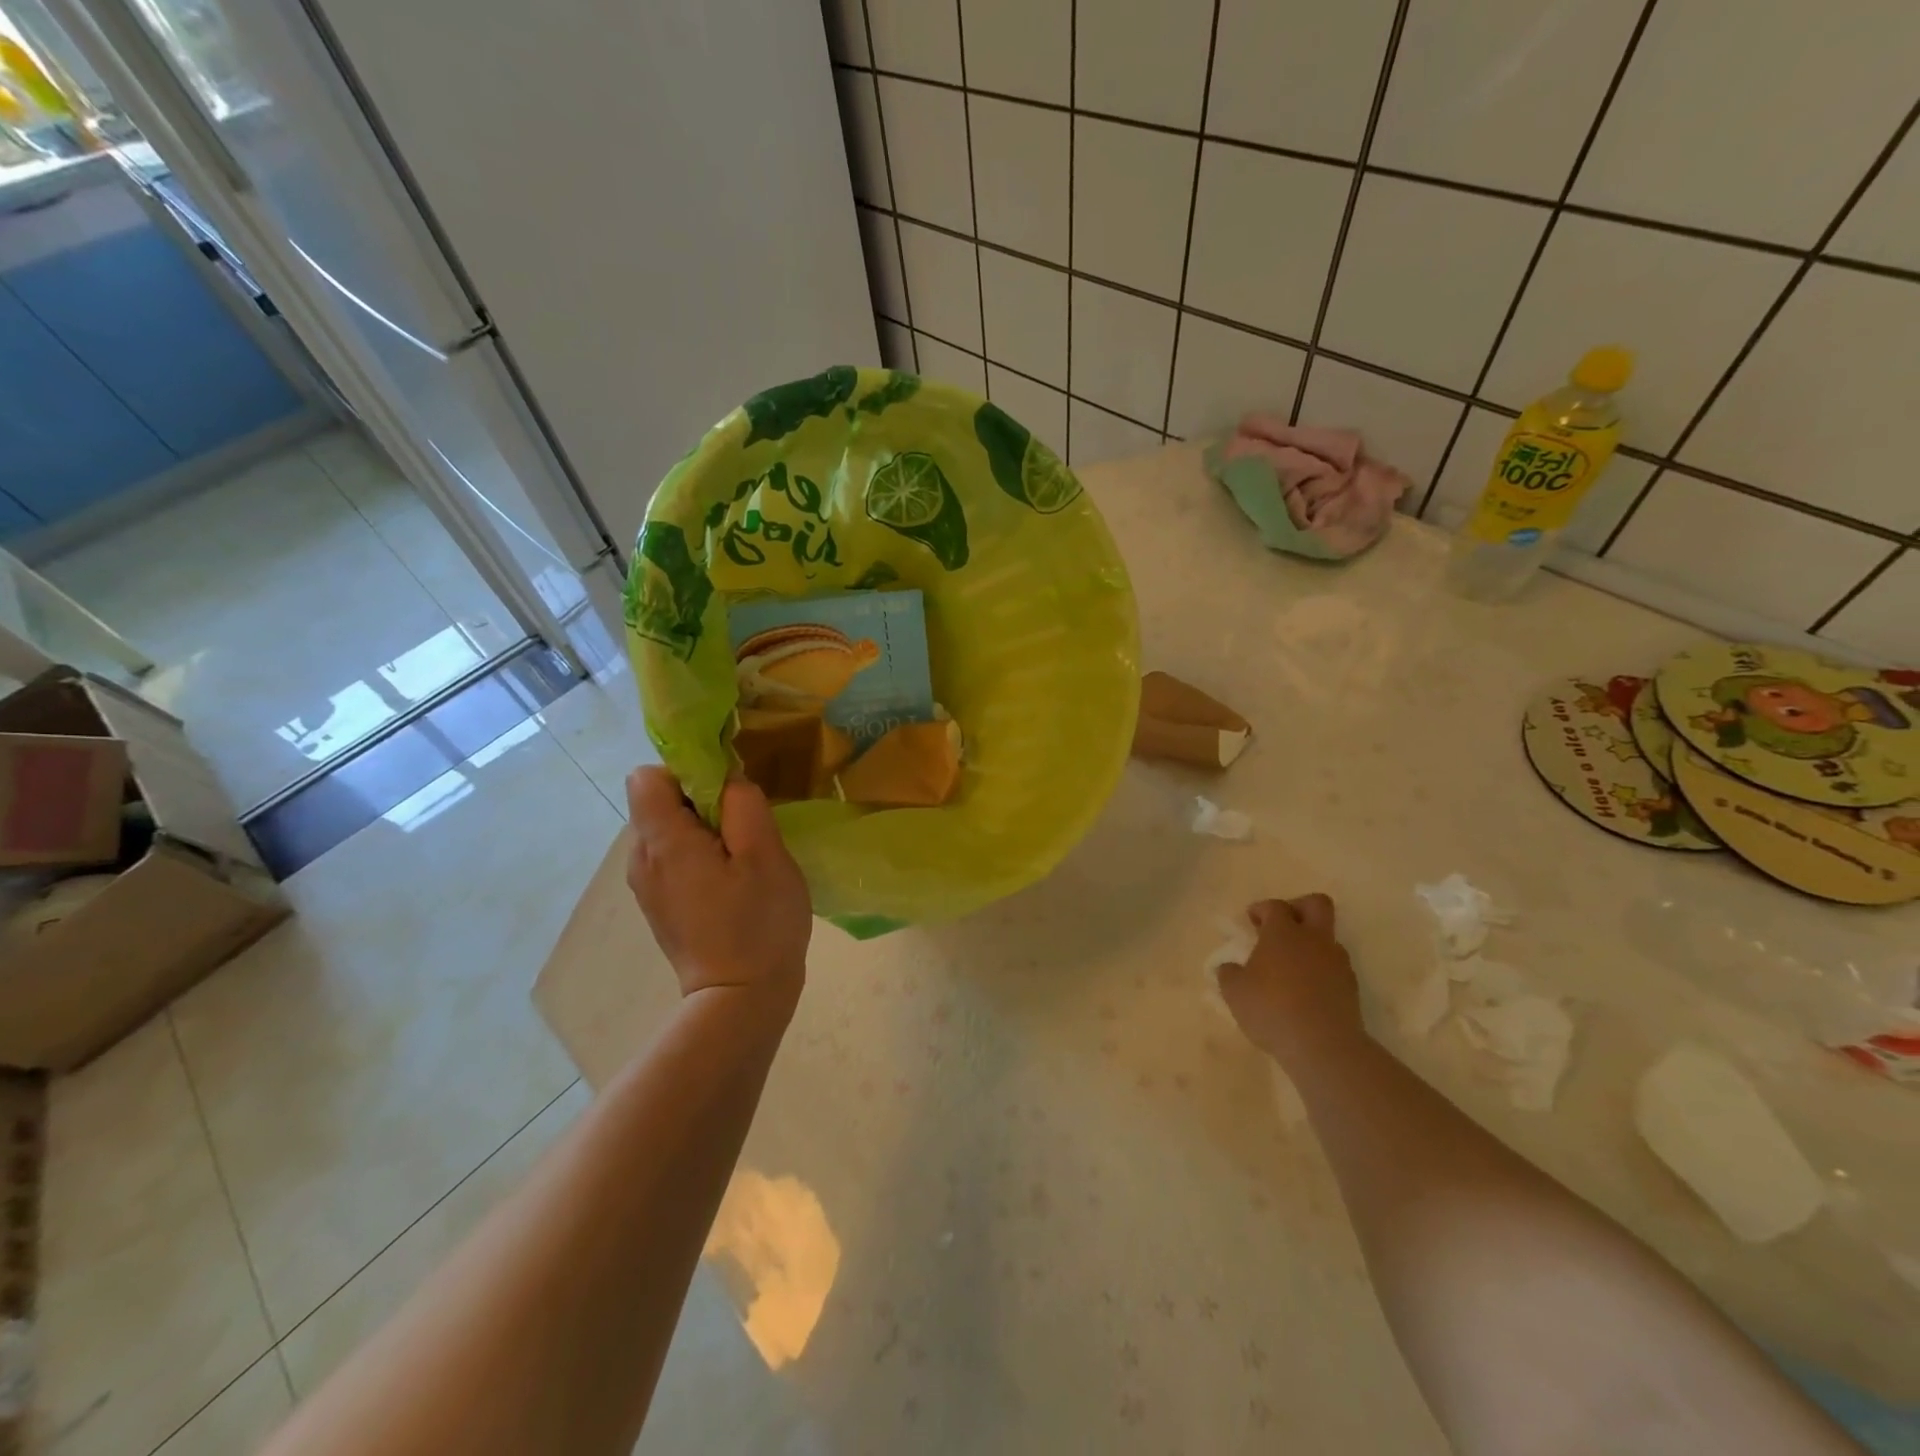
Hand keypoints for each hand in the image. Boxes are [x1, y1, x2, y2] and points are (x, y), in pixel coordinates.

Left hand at [625, 767, 811, 1007]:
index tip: (728, 793)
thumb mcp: (765, 854)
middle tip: (746, 829)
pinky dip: (699, 856)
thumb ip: (744, 804)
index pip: (647, 777)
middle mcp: (641, 859)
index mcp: (662, 841)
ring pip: (668, 830)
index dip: (688, 772)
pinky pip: (673, 858)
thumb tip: (727, 780)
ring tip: (743, 858)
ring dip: (704, 830)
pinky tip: (732, 882)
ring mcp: (647, 885)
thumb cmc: (757, 922)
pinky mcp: (660, 905)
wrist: (740, 999)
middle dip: (701, 801)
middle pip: (658, 802)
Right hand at [1216, 895, 1363, 1064]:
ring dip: (1310, 944)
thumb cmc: (1271, 1009)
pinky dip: (1320, 971)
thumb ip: (1229, 973)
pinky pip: (1334, 967)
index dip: (1261, 909)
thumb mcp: (1234, 991)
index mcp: (1283, 933)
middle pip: (1316, 904)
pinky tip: (1305, 991)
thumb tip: (1230, 968)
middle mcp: (1314, 939)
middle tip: (1282, 926)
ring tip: (1291, 967)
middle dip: (1299, 907)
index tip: (1250, 922)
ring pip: (1327, 938)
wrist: (1324, 1046)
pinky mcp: (1351, 988)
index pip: (1275, 906)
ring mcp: (1337, 963)